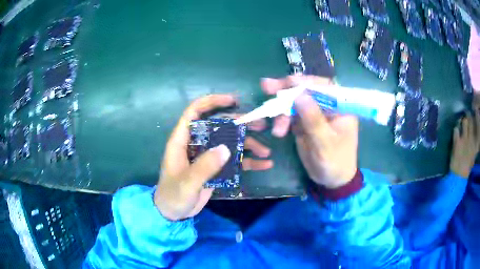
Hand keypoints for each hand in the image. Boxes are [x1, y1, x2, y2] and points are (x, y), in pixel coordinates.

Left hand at [154, 95, 272, 220]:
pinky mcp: (215, 168)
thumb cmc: (173, 196)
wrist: (173, 214)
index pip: (194, 112)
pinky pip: (233, 161)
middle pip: (218, 126)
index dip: (212, 102)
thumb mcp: (187, 183)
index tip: (233, 101)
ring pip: (229, 143)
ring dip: (248, 144)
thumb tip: (226, 148)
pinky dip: (247, 162)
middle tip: (260, 125)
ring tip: (266, 150)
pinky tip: (263, 164)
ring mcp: (207, 156)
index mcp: (182, 141)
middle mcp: (196, 144)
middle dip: (240, 124)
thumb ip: (204, 166)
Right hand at [262, 76, 358, 188]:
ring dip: (281, 110)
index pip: (324, 86)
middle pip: (306, 90)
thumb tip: (299, 95)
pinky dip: (281, 119)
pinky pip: (290, 115)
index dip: (305, 82)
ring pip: (295, 102)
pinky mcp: (304, 122)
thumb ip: (314, 119)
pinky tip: (277, 130)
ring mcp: (315, 113)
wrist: (332, 180)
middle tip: (266, 86)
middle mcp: (327, 105)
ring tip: (277, 130)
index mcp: (340, 106)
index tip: (288, 82)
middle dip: (287, 89)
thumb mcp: (326, 143)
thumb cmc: (335, 162)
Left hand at [450, 109, 479, 177]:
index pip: (478, 125)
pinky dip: (456, 128)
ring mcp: (464, 140)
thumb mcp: (474, 154)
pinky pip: (456, 129)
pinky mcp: (457, 142)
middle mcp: (472, 139)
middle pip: (471, 119)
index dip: (477, 116)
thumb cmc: (467, 166)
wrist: (458, 177)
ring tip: (460, 121)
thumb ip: (476, 143)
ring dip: (462, 120)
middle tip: (466, 114)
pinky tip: (456, 130)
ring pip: (464, 121)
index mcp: (476, 144)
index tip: (476, 111)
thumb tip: (476, 131)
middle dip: (468, 115)